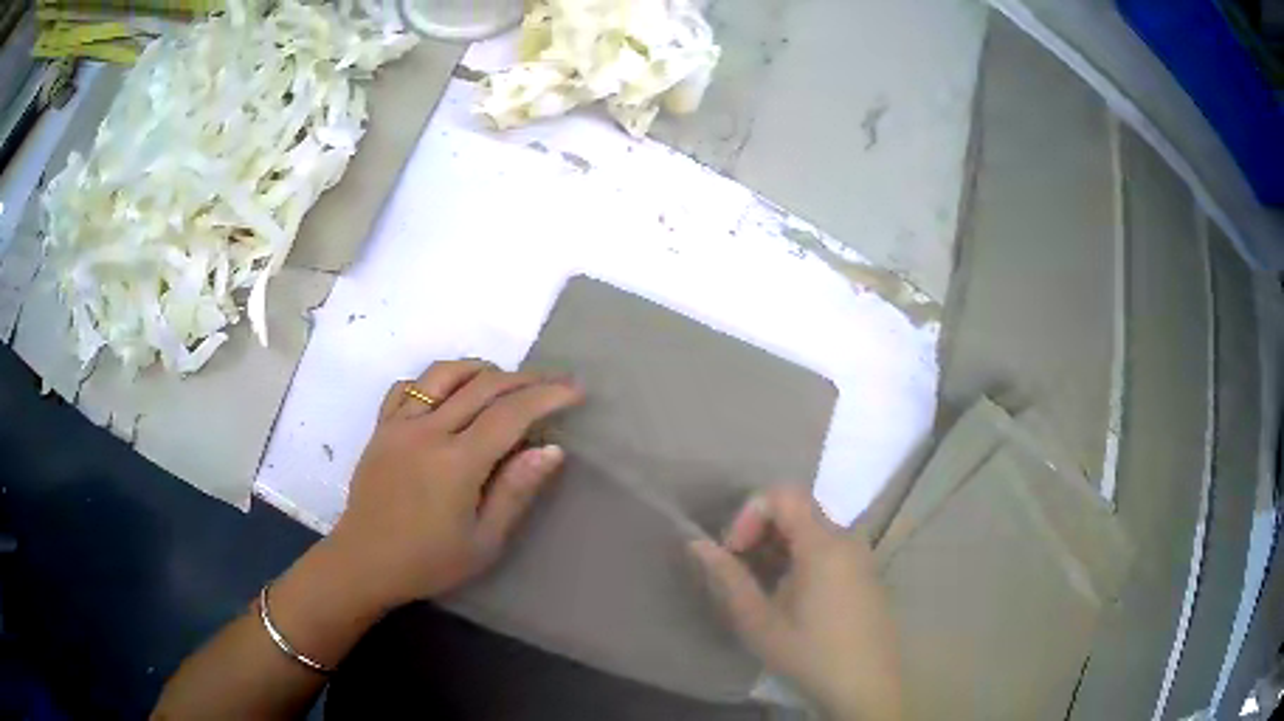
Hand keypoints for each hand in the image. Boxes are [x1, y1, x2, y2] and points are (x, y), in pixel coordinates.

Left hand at [330, 359, 583, 610]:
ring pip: (444, 374)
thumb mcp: (483, 541)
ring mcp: (399, 424)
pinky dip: (435, 380)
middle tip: (552, 383)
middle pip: (482, 386)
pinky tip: (448, 393)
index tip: (575, 389)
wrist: (364, 562)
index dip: (547, 396)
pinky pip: (408, 386)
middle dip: (524, 379)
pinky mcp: (380, 428)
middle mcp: (427, 431)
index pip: (510, 414)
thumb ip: (516, 491)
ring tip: (503, 382)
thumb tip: (551, 450)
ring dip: (480, 369)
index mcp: (456, 462)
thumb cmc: (427, 561)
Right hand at [690, 487, 902, 720]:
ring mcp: (861, 555)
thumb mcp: (759, 622)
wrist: (866, 686)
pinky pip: (830, 546)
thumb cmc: (810, 654)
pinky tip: (791, 595)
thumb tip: (697, 544)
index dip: (750, 513)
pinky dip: (802, 555)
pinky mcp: (866, 572)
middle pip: (799, 509)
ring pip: (814, 528)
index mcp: (823, 544)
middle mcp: (847, 539)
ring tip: (762, 585)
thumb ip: (728, 578)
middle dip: (762, 529)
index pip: (784, 494)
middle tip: (741, 568)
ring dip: (780, 545)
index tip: (734, 551)